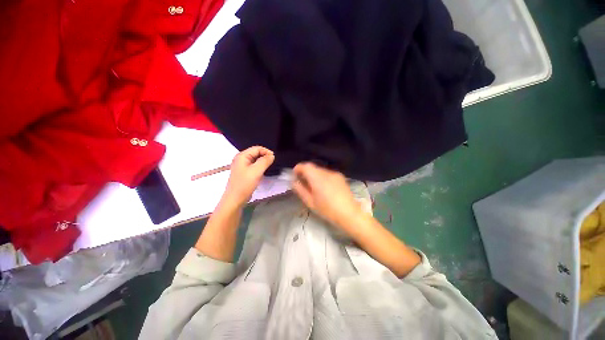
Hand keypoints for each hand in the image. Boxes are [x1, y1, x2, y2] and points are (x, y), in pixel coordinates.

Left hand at [221, 146, 274, 207]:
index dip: (266, 151)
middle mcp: (241, 159)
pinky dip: (259, 167)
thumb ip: (265, 161)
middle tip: (272, 164)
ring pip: (255, 160)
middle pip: (256, 153)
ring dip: (262, 162)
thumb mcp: (256, 171)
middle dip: (265, 156)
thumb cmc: (245, 184)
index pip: (257, 148)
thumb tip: (272, 155)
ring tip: (268, 168)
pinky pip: (253, 166)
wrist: (235, 199)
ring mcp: (241, 166)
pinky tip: (262, 172)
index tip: (274, 158)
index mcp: (242, 156)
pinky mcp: (244, 172)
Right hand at [292, 162, 362, 228]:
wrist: (349, 213)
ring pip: (320, 171)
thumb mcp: (310, 202)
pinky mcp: (340, 177)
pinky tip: (325, 188)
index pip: (306, 166)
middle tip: (303, 183)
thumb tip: (294, 181)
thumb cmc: (327, 210)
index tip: (295, 175)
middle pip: (313, 168)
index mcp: (318, 178)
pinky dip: (322, 178)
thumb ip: (300, 190)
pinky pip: (328, 174)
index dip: (298, 168)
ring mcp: (335, 174)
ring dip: (314, 175)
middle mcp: (327, 172)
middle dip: (306, 173)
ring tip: (314, 187)